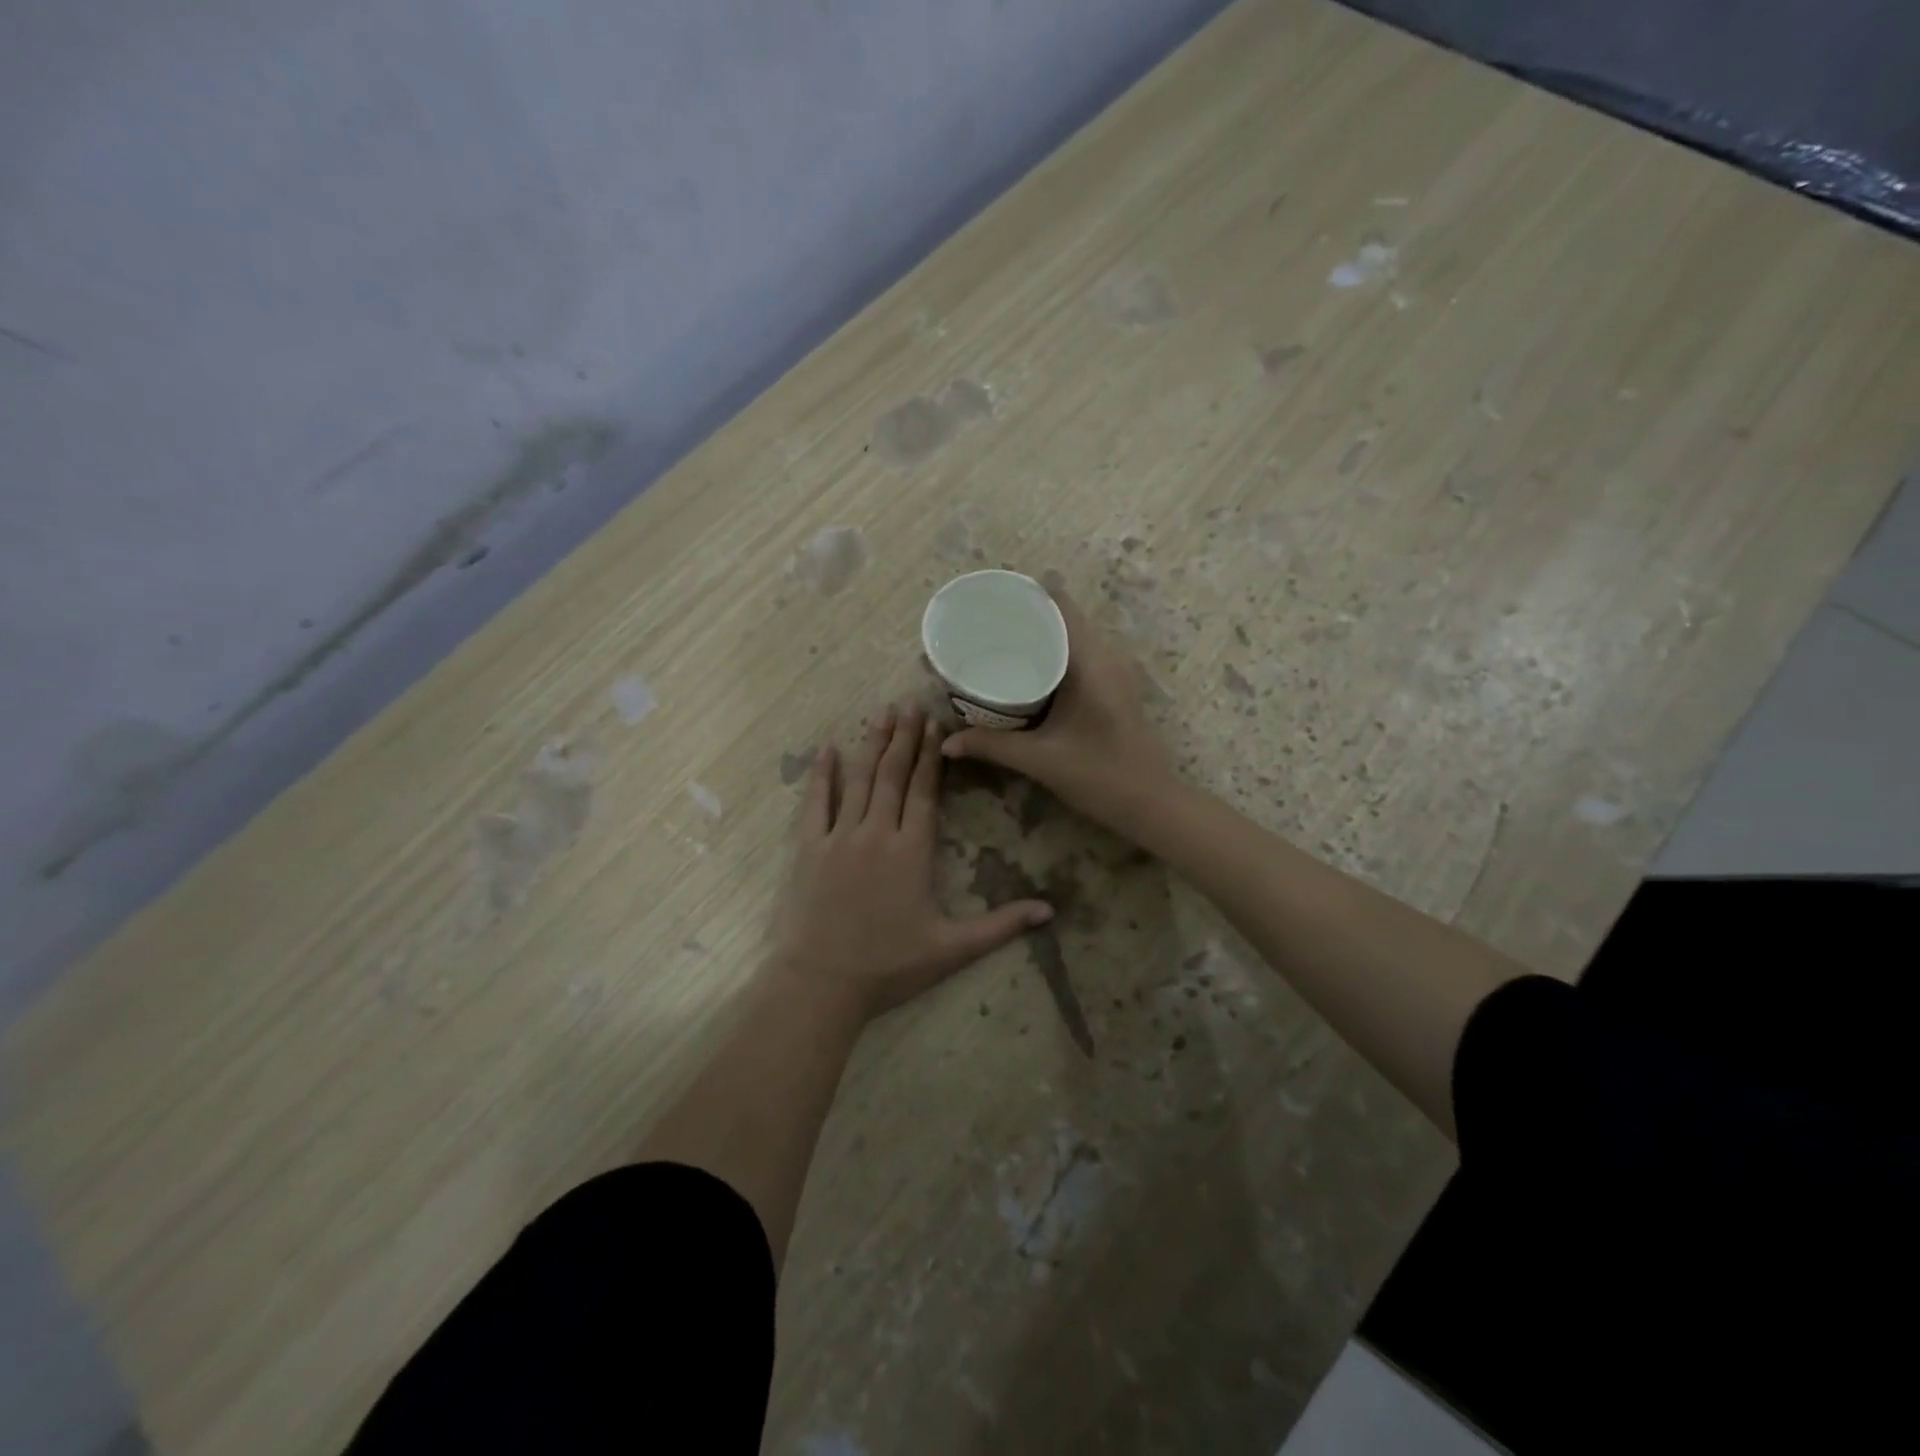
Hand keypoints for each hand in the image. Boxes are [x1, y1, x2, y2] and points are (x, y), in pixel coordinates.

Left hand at [770, 702, 1053, 1021]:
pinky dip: (821, 775)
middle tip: (909, 702)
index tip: (935, 723)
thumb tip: (1050, 911)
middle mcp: (877, 833)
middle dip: (903, 737)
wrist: (822, 983)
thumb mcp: (952, 949)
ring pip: (859, 780)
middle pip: (893, 775)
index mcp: (912, 851)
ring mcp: (839, 837)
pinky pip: (815, 803)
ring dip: (871, 744)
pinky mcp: (810, 849)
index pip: (924, 791)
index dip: (931, 756)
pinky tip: (827, 748)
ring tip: (881, 712)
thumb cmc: (890, 966)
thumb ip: (1001, 926)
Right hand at [940, 585, 1175, 833]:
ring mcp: (1116, 672)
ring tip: (1001, 640)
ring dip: (1042, 635)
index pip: (1061, 607)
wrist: (1152, 804)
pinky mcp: (1116, 688)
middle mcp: (1107, 657)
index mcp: (1091, 662)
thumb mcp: (1040, 760)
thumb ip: (991, 747)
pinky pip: (1082, 655)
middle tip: (985, 621)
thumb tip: (947, 743)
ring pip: (1075, 637)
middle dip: (1027, 616)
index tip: (994, 595)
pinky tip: (1029, 670)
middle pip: (1065, 618)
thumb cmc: (1100, 776)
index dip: (1029, 594)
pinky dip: (1055, 654)